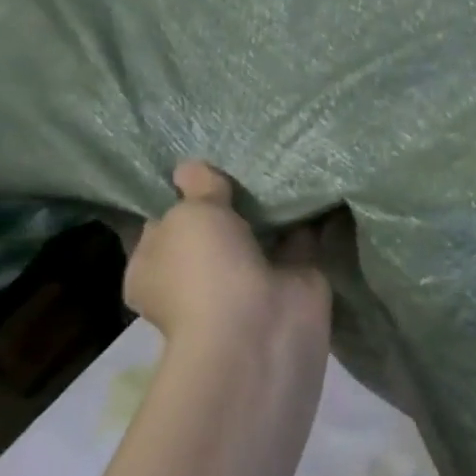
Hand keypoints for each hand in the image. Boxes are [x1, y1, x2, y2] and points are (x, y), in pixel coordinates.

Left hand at [125, 162, 329, 350]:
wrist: (259, 323)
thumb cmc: (204, 269)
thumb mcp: (190, 215)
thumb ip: (198, 188)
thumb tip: (191, 168)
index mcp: (156, 266)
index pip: (163, 224)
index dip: (179, 194)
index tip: (202, 162)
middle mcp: (199, 274)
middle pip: (217, 226)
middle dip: (233, 196)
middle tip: (251, 152)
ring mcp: (249, 276)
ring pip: (262, 231)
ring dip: (275, 205)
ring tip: (288, 156)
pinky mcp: (293, 275)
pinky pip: (303, 237)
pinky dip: (311, 214)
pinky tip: (319, 178)